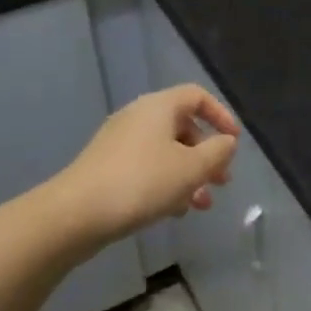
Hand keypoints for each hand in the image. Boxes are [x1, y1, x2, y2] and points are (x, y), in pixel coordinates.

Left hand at [57, 84, 239, 244]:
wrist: (76, 213)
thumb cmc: (142, 182)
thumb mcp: (191, 168)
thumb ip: (217, 152)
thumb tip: (227, 142)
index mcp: (158, 107)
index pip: (196, 96)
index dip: (221, 115)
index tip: (234, 142)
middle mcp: (138, 117)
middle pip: (183, 126)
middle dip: (207, 154)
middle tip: (222, 181)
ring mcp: (119, 143)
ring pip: (166, 151)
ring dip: (189, 175)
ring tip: (201, 205)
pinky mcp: (107, 168)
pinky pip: (147, 167)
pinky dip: (166, 183)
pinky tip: (173, 211)